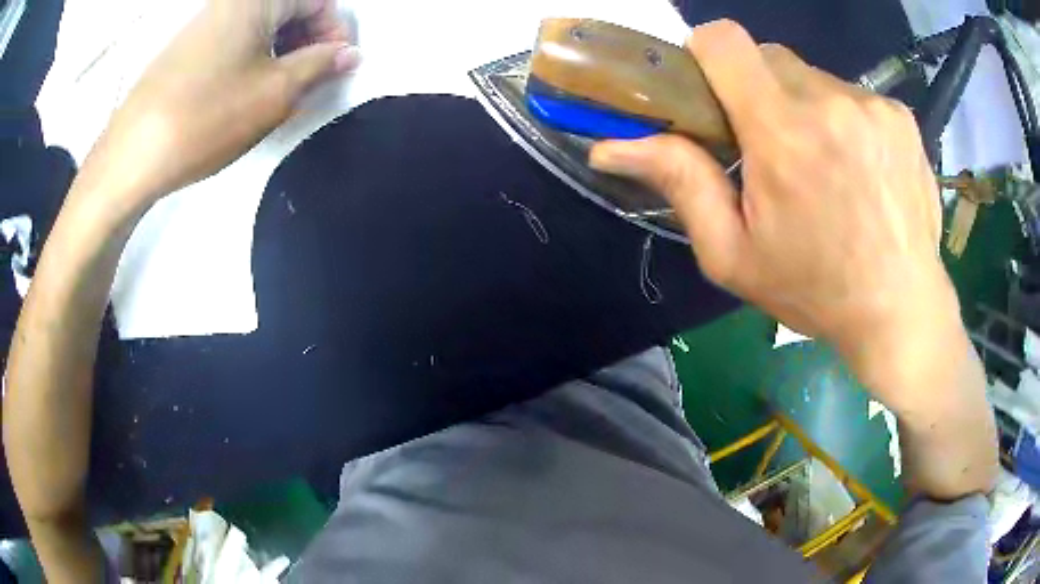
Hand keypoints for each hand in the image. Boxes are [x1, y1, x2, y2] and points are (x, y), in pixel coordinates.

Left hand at [93, 0, 359, 206]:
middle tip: (311, 81)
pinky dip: (252, 59)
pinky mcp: (185, 48)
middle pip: (287, 8)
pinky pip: (233, 41)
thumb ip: (320, 65)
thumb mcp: (275, 93)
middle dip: (308, 41)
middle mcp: (229, 2)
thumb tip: (350, 54)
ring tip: (280, 92)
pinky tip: (246, 92)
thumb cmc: (207, 117)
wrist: (131, 156)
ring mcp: (203, 23)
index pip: (317, 0)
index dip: (336, 31)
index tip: (338, 67)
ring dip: (281, 52)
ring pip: (260, 26)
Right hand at [590, 21, 958, 408]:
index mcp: (782, 132)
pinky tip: (861, 168)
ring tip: (825, 165)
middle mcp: (829, 101)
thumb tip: (609, 147)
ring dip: (806, 107)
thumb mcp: (734, 254)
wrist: (899, 311)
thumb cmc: (815, 290)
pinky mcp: (901, 117)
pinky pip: (855, 96)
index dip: (706, 55)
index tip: (713, 92)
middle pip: (769, 57)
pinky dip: (846, 119)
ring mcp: (872, 105)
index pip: (723, 41)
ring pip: (814, 77)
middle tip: (773, 146)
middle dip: (759, 91)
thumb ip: (680, 183)